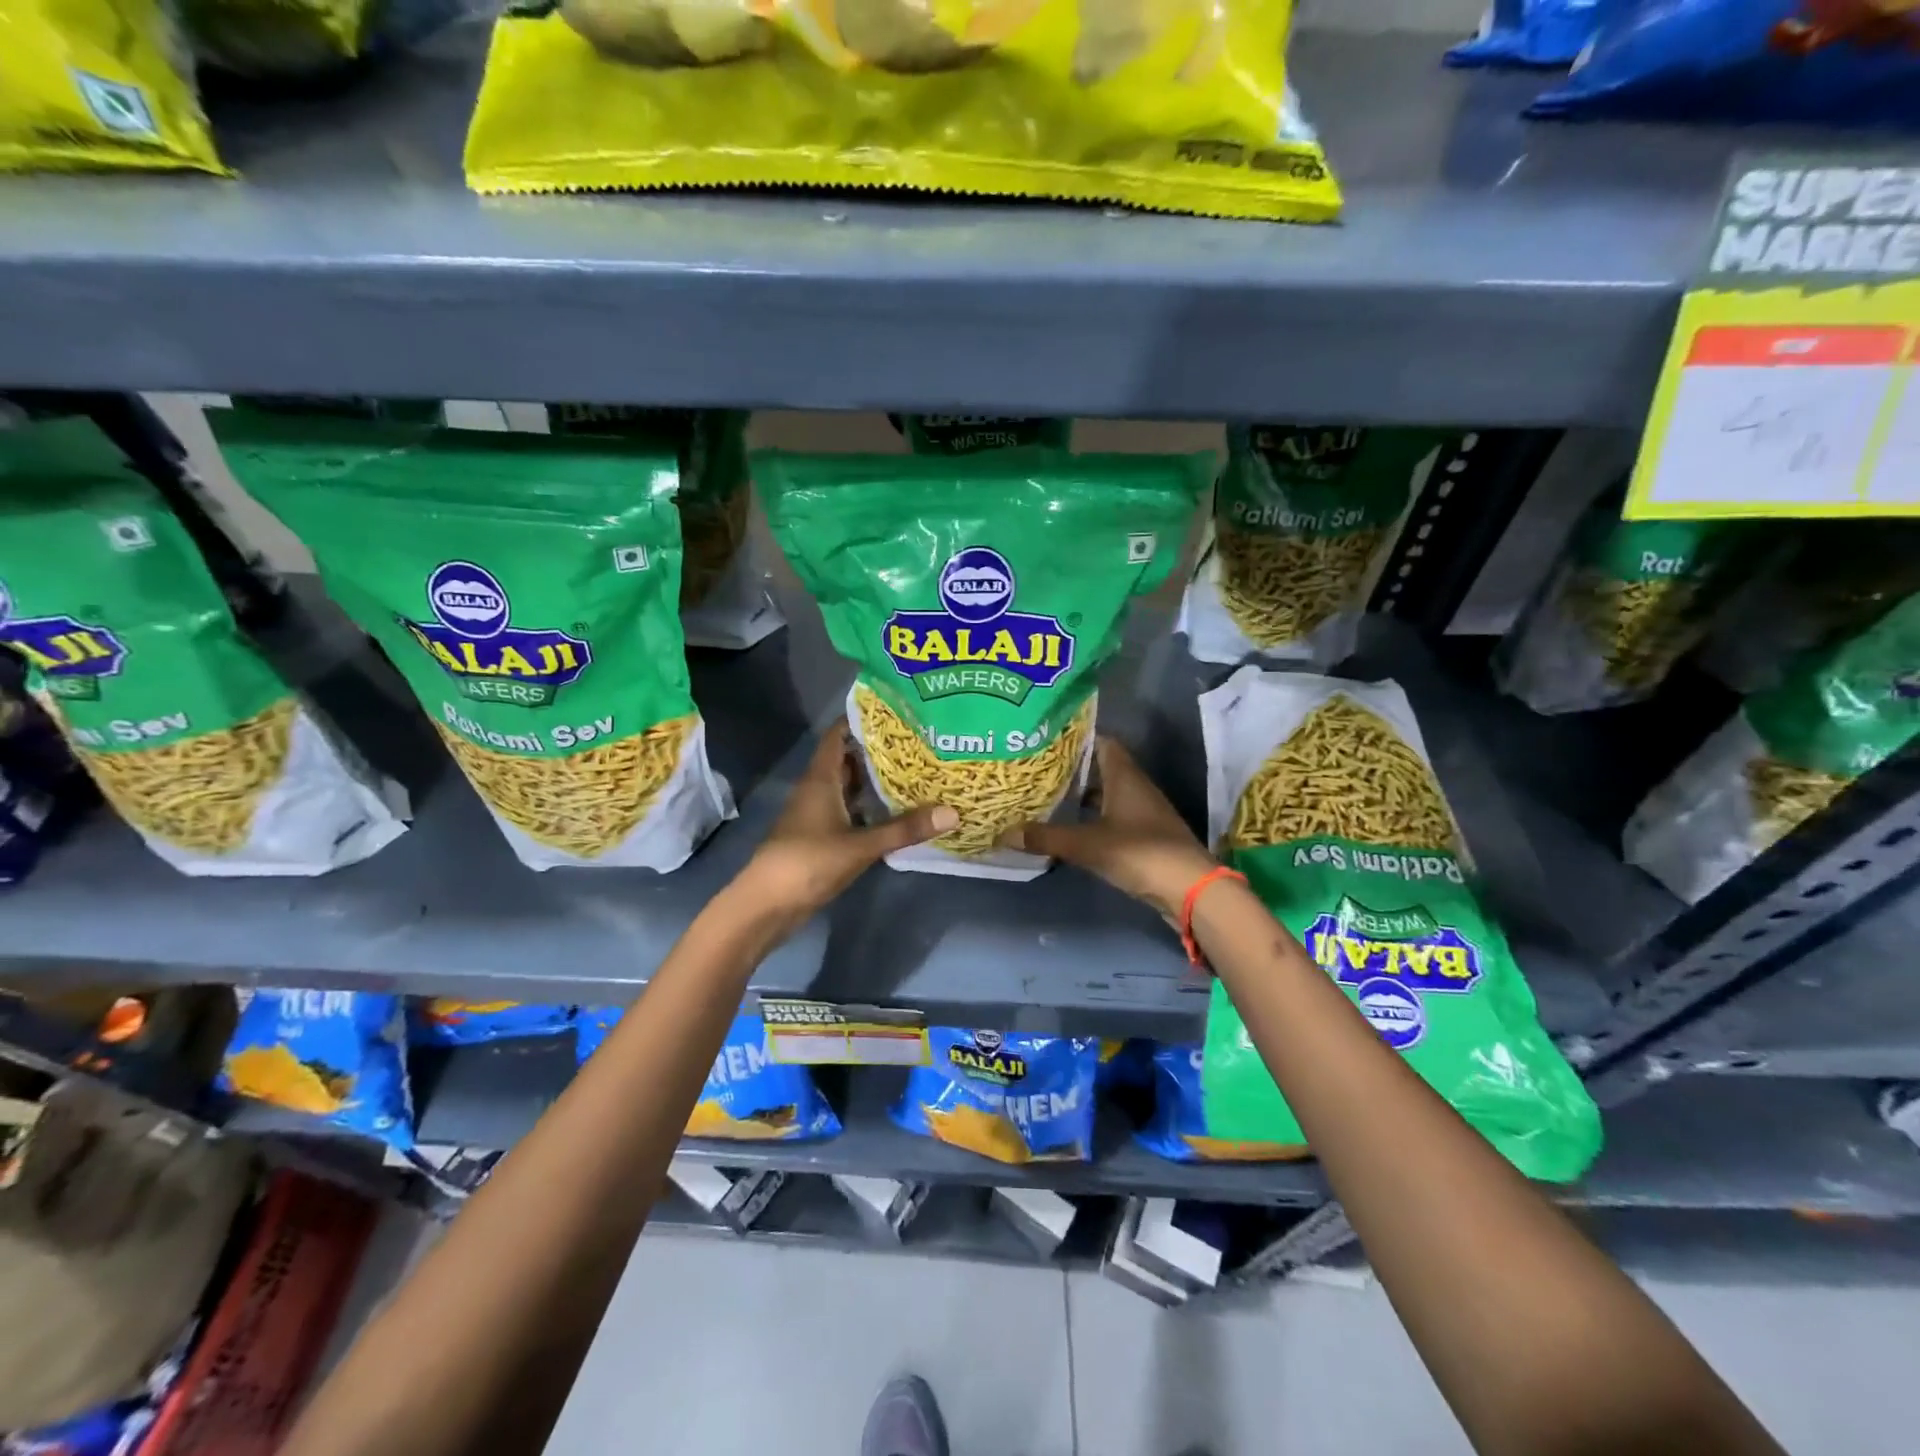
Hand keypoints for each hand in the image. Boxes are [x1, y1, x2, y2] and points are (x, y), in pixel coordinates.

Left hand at [732, 720, 955, 930]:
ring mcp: (819, 814)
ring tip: (917, 770)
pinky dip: (871, 808)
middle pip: (849, 760)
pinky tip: (897, 811)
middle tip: (919, 741)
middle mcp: (819, 789)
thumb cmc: (808, 862)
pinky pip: (851, 811)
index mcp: (821, 779)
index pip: (839, 735)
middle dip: (879, 750)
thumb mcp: (860, 845)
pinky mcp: (822, 837)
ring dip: (876, 780)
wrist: (767, 905)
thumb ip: (904, 828)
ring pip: (850, 787)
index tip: (897, 710)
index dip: (863, 719)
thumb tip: (953, 812)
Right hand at [999, 737, 1216, 918]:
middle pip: (1100, 768)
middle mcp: (1135, 787)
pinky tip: (1070, 828)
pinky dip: (1092, 819)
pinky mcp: (1144, 836)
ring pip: (1106, 794)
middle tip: (1036, 768)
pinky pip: (1112, 818)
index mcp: (1124, 776)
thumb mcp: (1087, 845)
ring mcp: (1142, 813)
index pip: (1101, 741)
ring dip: (1081, 795)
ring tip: (1046, 796)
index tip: (1045, 738)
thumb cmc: (1140, 852)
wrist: (1191, 889)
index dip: (1075, 738)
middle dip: (1071, 768)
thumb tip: (1005, 832)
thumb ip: (1047, 837)